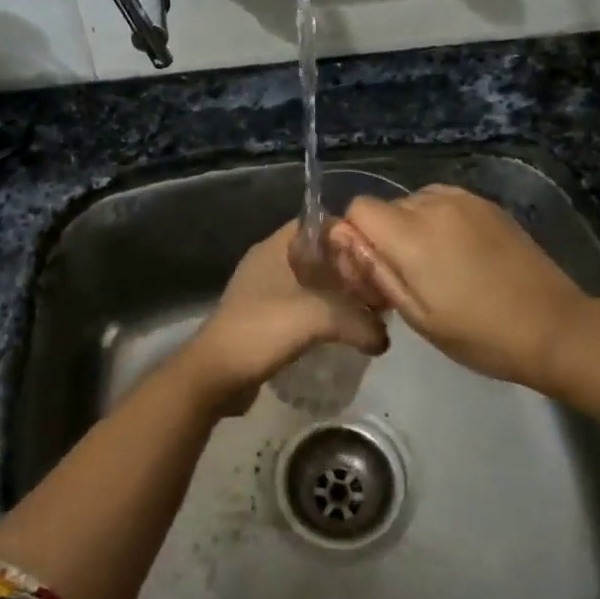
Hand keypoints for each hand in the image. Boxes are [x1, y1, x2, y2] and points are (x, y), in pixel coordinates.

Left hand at [180, 221, 388, 413]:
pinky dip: (324, 315)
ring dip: (338, 295)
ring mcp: (265, 292)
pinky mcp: (265, 320)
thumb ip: (359, 321)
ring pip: (312, 283)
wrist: (215, 375)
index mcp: (275, 247)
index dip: (349, 233)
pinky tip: (345, 332)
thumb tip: (384, 339)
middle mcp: (269, 263)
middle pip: (319, 254)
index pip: (318, 223)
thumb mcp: (317, 318)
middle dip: (348, 268)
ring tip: (368, 311)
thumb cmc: (261, 330)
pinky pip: (303, 308)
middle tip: (379, 287)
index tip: (377, 254)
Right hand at [327, 185, 589, 387]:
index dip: (354, 237)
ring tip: (434, 267)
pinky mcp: (488, 204)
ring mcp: (465, 200)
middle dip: (383, 236)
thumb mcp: (416, 314)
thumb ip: (373, 269)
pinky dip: (438, 222)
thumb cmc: (478, 333)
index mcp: (411, 234)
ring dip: (411, 228)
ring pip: (414, 203)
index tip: (369, 271)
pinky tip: (459, 256)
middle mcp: (434, 204)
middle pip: (385, 207)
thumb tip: (341, 237)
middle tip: (404, 279)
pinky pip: (443, 203)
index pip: (358, 209)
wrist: (554, 327)